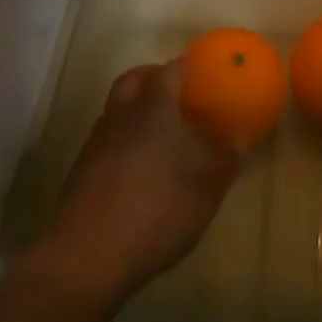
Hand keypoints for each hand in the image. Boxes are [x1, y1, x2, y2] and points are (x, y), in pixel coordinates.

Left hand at [30, 62, 240, 307]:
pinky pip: (108, 136)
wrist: (88, 254)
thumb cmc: (157, 211)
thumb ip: (225, 161)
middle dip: (154, 76)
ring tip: (162, 129)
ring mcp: (97, 141)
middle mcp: (121, 115)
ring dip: (137, 106)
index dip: (186, 67)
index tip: (202, 70)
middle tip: (178, 89)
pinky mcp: (82, 168)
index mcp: (154, 109)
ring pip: (117, 107)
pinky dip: (125, 135)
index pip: (170, 72)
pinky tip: (141, 163)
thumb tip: (238, 140)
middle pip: (134, 80)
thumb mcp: (206, 190)